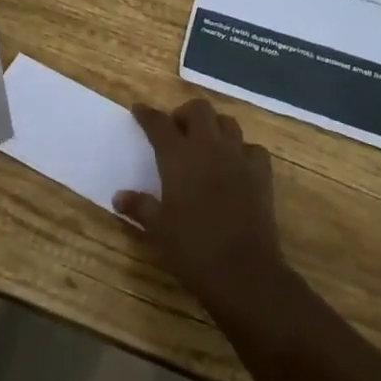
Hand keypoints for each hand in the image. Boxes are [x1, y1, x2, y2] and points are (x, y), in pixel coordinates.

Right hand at [115, 99, 290, 314]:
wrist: (244, 272)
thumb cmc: (193, 249)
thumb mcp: (158, 230)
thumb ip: (139, 207)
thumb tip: (119, 197)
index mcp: (178, 157)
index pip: (159, 124)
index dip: (147, 114)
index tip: (138, 110)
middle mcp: (209, 147)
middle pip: (199, 109)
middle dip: (185, 114)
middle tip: (177, 132)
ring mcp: (238, 157)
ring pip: (227, 122)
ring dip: (214, 127)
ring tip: (205, 145)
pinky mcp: (261, 173)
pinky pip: (252, 148)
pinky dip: (242, 150)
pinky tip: (235, 165)